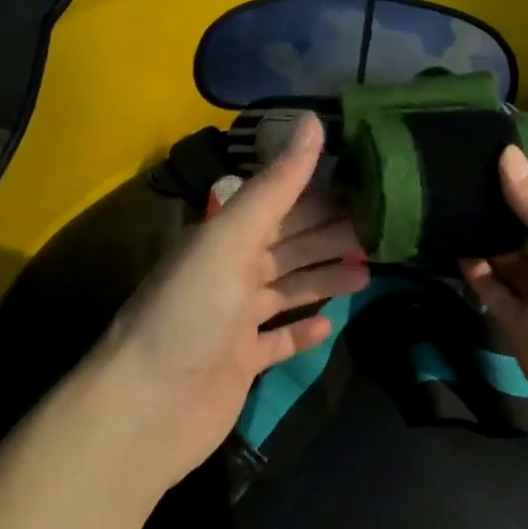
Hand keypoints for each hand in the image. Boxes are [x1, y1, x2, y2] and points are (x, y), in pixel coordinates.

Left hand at [104, 114, 367, 490]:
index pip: (283, 205)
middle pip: (292, 246)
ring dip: (325, 280)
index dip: (322, 195)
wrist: (147, 409)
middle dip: (331, 237)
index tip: (367, 188)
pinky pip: (279, 341)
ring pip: (290, 290)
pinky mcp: (242, 363)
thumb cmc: (191, 312)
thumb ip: (277, 184)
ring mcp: (236, 320)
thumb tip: (315, 119)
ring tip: (368, 274)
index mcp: (228, 238)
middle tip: (381, 232)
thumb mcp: (233, 237)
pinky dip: (302, 331)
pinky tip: (329, 324)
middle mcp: (232, 273)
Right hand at [463, 147, 527, 464]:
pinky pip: (491, 290)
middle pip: (518, 220)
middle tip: (444, 168)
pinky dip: (475, 272)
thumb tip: (505, 156)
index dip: (521, 168)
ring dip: (477, 232)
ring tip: (440, 202)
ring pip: (500, 252)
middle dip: (490, 199)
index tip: (479, 139)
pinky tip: (456, 249)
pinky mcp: (518, 325)